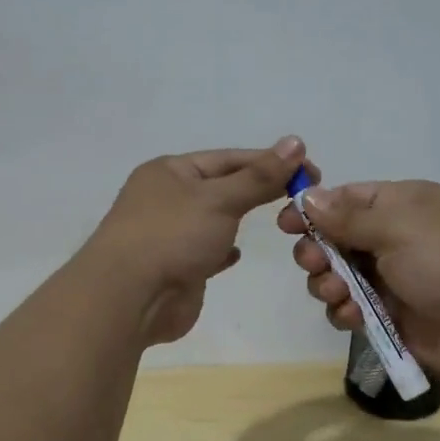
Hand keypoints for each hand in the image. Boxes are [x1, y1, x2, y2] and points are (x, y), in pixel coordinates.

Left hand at [88, 137, 313, 345]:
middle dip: (258, 189)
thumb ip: (259, 176)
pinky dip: (223, 249)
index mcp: (170, 171)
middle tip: (302, 197)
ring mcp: (169, 234)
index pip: (229, 158)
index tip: (309, 170)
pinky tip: (238, 253)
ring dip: (239, 218)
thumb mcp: (220, 199)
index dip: (269, 162)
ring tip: (279, 220)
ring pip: (213, 219)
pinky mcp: (175, 268)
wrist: (130, 298)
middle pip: (222, 187)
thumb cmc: (172, 236)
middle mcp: (166, 198)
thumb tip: (296, 142)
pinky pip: (204, 251)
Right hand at [276, 179, 439, 372]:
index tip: (286, 225)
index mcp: (398, 206)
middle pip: (334, 240)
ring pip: (337, 277)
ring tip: (338, 293)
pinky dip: (345, 312)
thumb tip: (309, 195)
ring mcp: (391, 279)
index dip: (313, 211)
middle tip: (315, 263)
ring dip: (328, 284)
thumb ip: (347, 216)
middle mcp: (392, 239)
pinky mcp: (391, 316)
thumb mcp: (396, 225)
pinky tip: (352, 316)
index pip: (344, 200)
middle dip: (317, 252)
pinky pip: (351, 310)